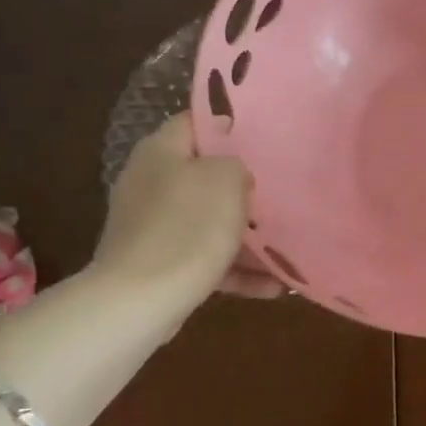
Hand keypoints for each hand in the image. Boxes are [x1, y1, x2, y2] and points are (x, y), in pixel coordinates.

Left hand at [93, 117, 283, 301]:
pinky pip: (205, 260)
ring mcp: (152, 227)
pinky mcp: (159, 266)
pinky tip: (273, 286)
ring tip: (286, 244)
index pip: (194, 122)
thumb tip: (234, 175)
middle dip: (242, 186)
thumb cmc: (187, 227)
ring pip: (208, 221)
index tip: (264, 138)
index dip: (228, 126)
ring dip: (246, 235)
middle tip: (280, 189)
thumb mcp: (225, 179)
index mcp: (160, 152)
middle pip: (203, 175)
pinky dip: (236, 270)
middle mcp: (150, 184)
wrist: (139, 302)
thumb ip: (236, 165)